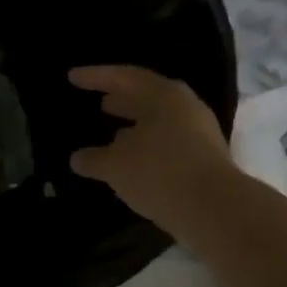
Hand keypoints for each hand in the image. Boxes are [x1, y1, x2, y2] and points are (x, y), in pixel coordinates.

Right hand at [69, 65, 234, 231]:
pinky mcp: (206, 160)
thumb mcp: (115, 166)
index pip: (124, 77)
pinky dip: (147, 148)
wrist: (215, 209)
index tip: (72, 77)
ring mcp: (199, 133)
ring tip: (113, 137)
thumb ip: (93, 159)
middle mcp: (185, 107)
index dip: (96, 77)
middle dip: (122, 101)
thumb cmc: (159, 172)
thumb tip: (78, 158)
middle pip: (147, 97)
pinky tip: (135, 164)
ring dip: (135, 128)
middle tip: (100, 104)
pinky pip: (169, 145)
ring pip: (159, 123)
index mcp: (163, 95)